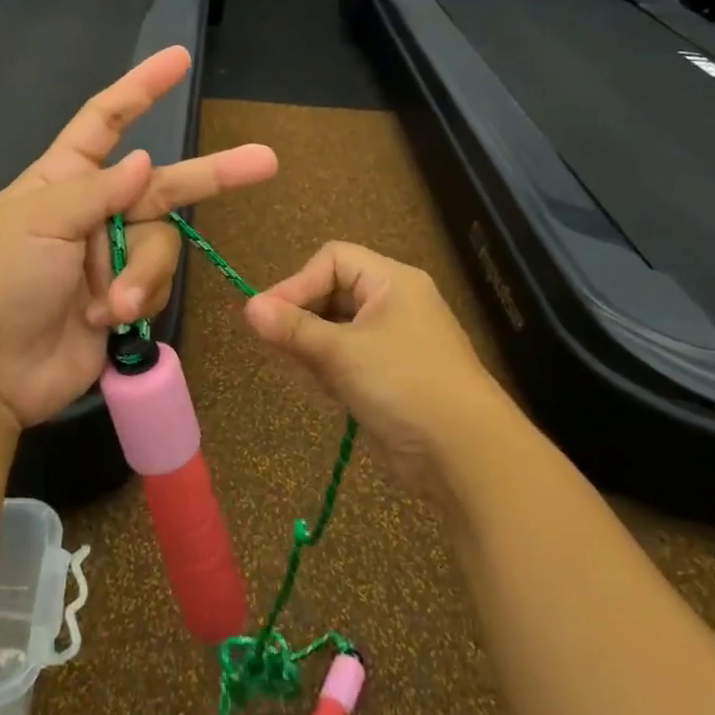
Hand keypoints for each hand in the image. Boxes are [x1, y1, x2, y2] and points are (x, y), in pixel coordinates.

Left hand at [0, 46, 277, 429]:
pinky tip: (109, 319)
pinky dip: (141, 300)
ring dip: (144, 273)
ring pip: (162, 245)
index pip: (105, 121)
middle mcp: (94, 212)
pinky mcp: (126, 300)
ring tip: (115, 303)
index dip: (141, 88)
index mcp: (63, 179)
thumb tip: (143, 161)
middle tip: (265, 161)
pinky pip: (157, 286)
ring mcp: (111, 258)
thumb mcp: (36, 221)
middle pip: (163, 184)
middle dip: (212, 175)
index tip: (178, 60)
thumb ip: (96, 190)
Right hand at [243, 242, 512, 493]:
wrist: (466, 454)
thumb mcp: (343, 352)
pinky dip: (328, 369)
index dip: (298, 283)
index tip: (267, 316)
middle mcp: (393, 304)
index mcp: (391, 282)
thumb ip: (294, 329)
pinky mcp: (389, 377)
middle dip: (301, 318)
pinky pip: (347, 360)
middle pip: (332, 294)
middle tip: (274, 346)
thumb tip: (249, 307)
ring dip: (310, 347)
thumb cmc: (404, 384)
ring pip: (336, 330)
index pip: (333, 260)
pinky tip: (318, 389)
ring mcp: (392, 342)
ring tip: (294, 369)